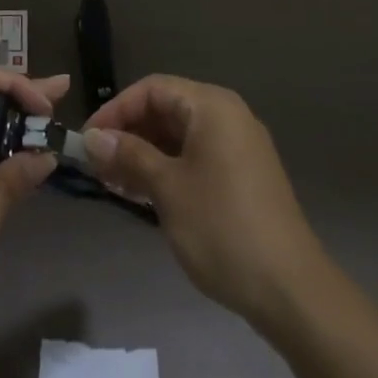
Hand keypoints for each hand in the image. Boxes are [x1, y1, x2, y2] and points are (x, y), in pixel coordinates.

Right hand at [84, 75, 325, 330]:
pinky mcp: (242, 175)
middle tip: (96, 165)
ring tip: (113, 182)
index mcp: (212, 106)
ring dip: (145, 153)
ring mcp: (238, 146)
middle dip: (129, 133)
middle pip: (166, 109)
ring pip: (179, 135)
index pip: (152, 89)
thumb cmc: (222, 227)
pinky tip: (143, 193)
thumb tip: (92, 137)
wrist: (290, 289)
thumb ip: (129, 156)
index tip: (87, 141)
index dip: (116, 110)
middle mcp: (227, 116)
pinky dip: (168, 168)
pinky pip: (196, 156)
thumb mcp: (168, 189)